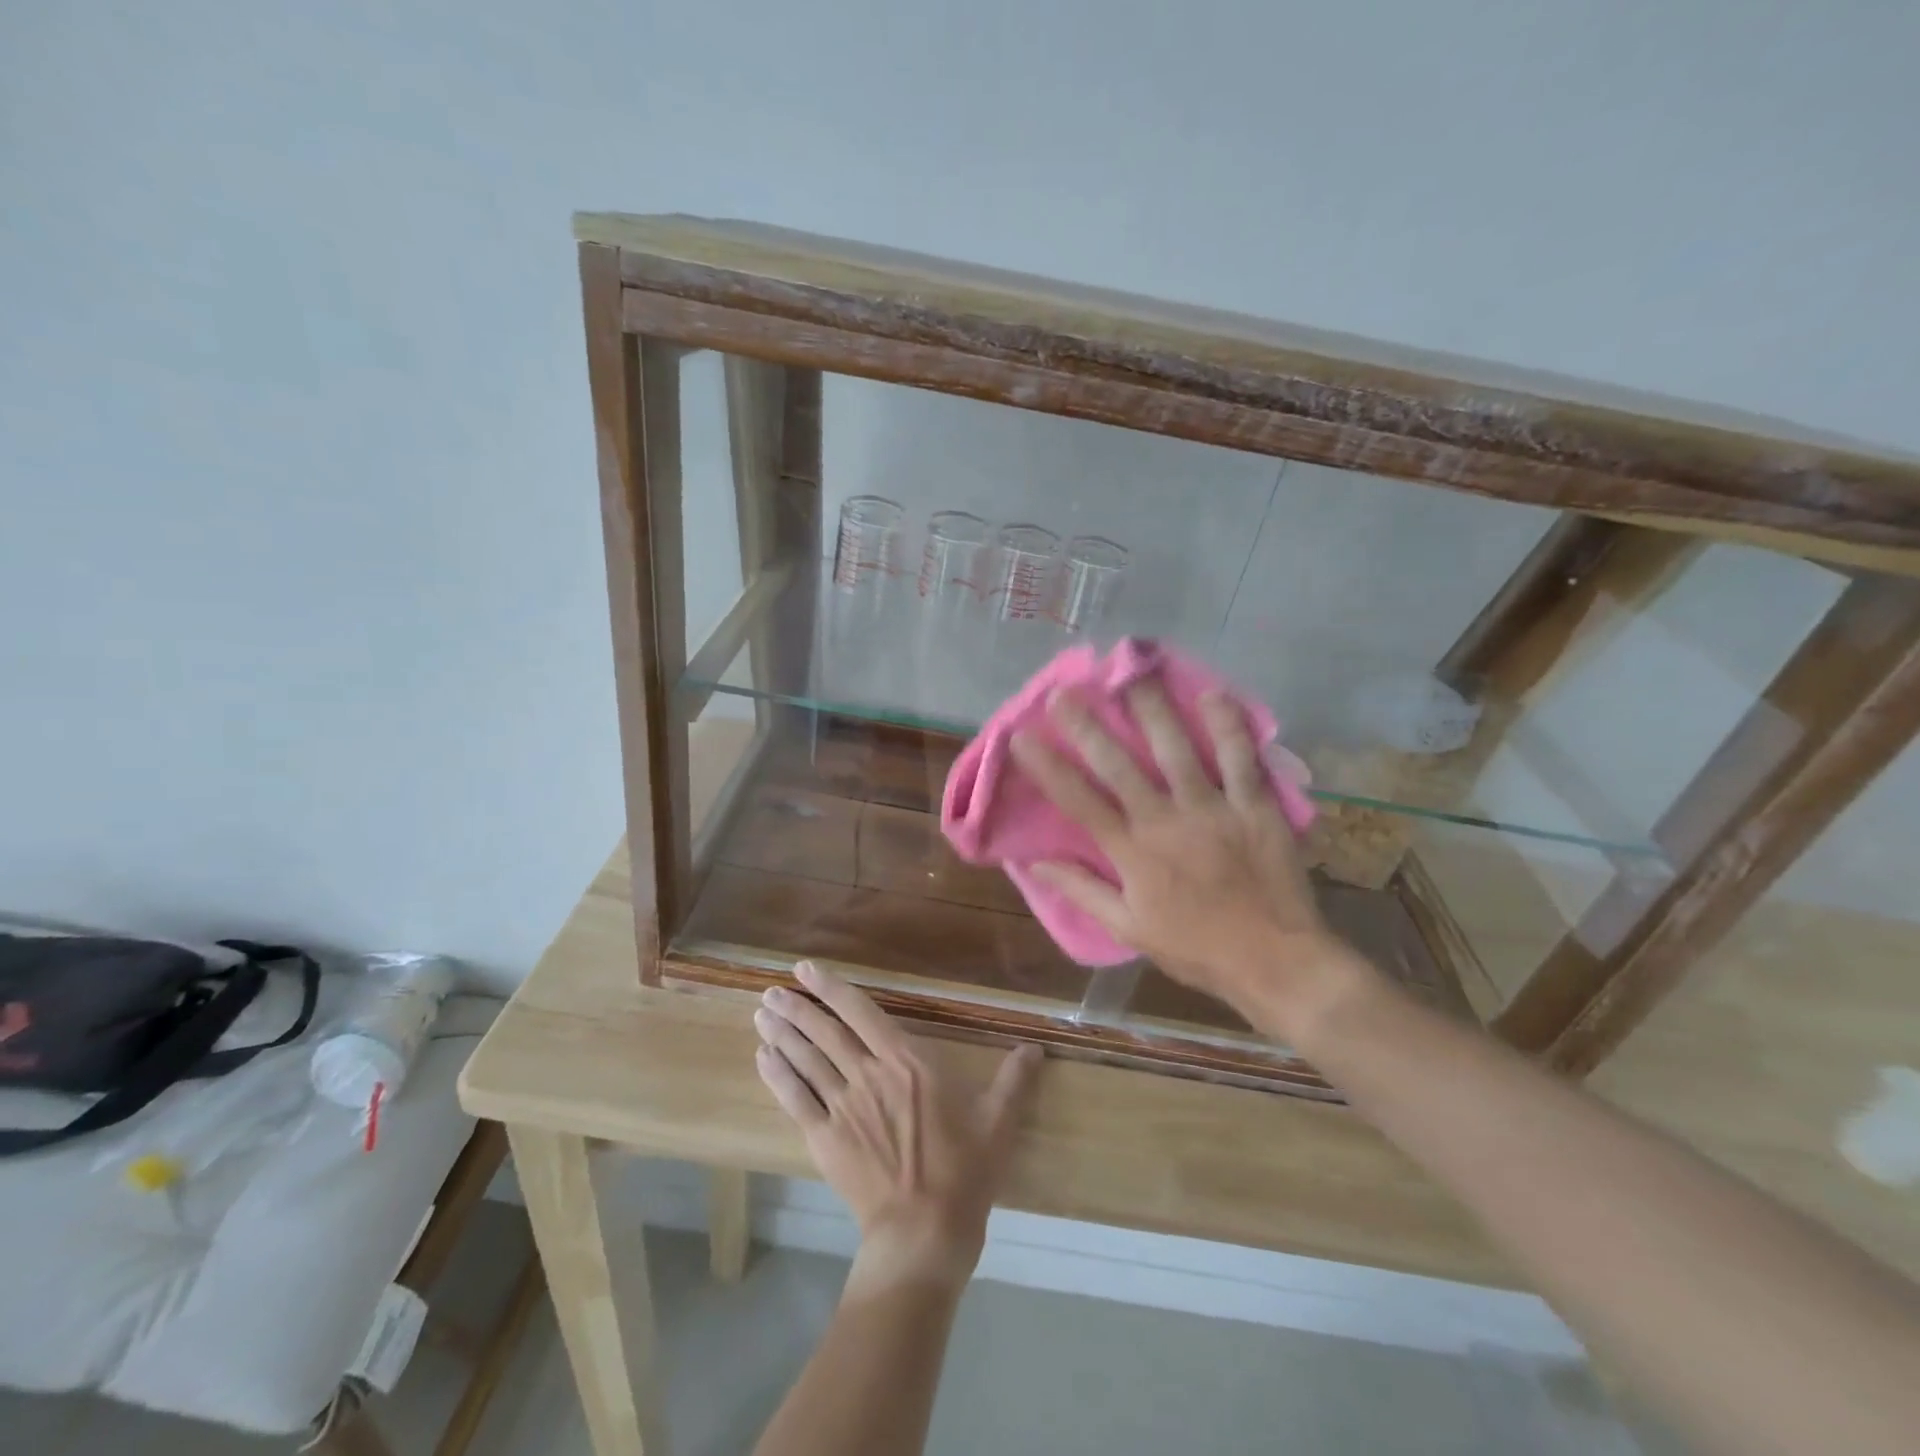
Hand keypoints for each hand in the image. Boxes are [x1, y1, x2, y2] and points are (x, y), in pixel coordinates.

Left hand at [754, 962, 1041, 1292]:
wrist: (924, 1232)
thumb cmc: (964, 1171)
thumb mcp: (999, 1122)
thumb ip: (1014, 1080)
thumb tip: (1036, 1048)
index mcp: (907, 1061)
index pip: (862, 1013)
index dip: (832, 988)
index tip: (806, 969)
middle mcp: (869, 1074)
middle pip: (825, 1032)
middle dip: (797, 1007)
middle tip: (771, 990)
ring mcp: (843, 1106)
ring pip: (806, 1060)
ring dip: (782, 1033)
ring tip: (762, 1013)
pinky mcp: (825, 1138)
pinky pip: (795, 1099)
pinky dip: (778, 1076)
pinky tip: (763, 1059)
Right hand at [1008, 683, 1377, 1042]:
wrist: (1276, 962)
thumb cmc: (1196, 948)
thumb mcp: (1129, 928)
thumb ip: (1083, 890)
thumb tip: (1034, 864)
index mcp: (1133, 853)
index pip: (1080, 802)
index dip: (1048, 768)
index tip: (1022, 737)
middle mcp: (1167, 822)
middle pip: (1120, 766)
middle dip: (1087, 727)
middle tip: (1064, 692)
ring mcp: (1214, 809)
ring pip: (1177, 750)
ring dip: (1152, 710)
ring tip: (1131, 675)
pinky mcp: (1257, 807)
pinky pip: (1242, 759)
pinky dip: (1228, 726)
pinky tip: (1212, 694)